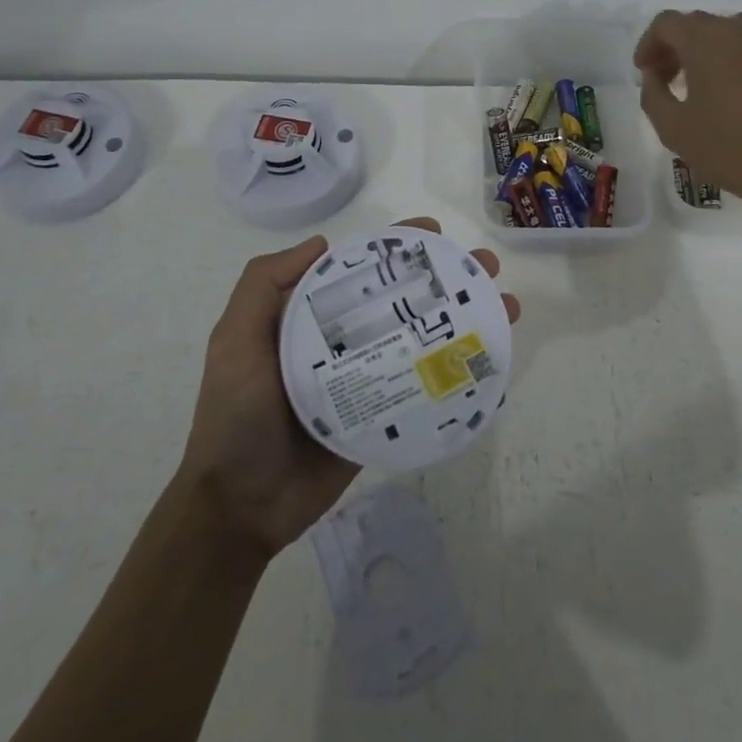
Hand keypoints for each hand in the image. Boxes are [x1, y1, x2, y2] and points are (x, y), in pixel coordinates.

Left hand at [177, 216, 519, 558]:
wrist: (242, 507)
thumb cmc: (237, 417)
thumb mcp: (235, 341)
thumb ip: (262, 286)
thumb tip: (322, 244)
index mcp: (310, 320)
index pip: (360, 271)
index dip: (396, 248)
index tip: (433, 234)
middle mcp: (343, 343)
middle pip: (401, 301)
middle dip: (445, 279)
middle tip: (485, 268)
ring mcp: (367, 380)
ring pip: (422, 340)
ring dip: (465, 321)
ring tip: (506, 308)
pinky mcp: (383, 417)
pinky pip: (424, 388)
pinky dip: (459, 373)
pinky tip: (494, 364)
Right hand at [634, 9, 741, 221]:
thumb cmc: (727, 148)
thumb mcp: (672, 127)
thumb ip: (653, 94)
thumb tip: (654, 76)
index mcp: (706, 41)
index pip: (667, 23)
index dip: (648, 44)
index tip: (643, 72)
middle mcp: (737, 31)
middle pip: (695, 24)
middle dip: (673, 47)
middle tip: (663, 80)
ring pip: (724, 32)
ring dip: (701, 50)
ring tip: (694, 85)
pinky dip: (727, 59)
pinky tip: (725, 94)